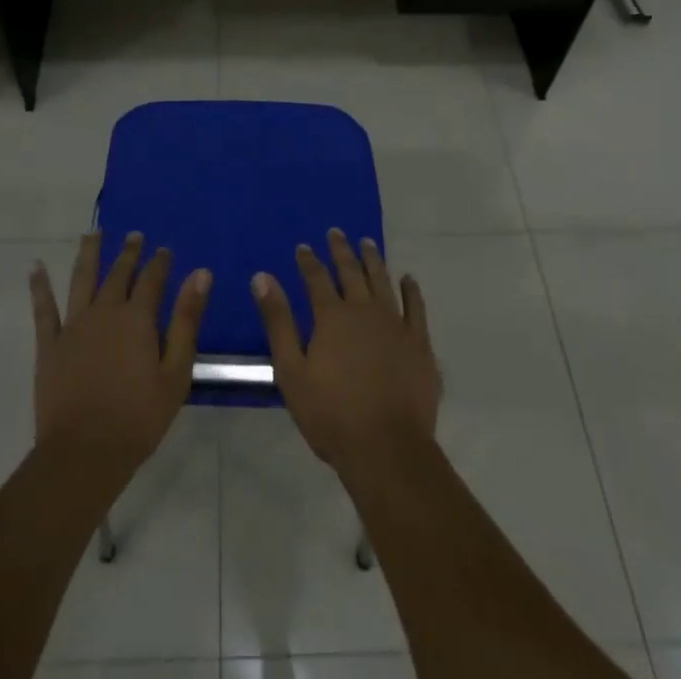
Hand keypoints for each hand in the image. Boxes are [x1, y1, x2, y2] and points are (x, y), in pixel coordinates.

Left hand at [29, 231, 211, 479]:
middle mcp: (105, 311)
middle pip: (118, 274)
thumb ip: (187, 320)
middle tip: (134, 235)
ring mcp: (73, 326)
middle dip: (128, 253)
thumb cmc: (138, 418)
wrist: (84, 453)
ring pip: (81, 279)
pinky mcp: (49, 344)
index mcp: (137, 318)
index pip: (152, 279)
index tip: (164, 249)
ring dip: (88, 254)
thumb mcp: (176, 372)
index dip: (159, 262)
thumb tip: (201, 274)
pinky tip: (35, 266)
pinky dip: (39, 286)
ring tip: (92, 233)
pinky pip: (43, 309)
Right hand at [252, 228, 439, 469]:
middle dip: (341, 250)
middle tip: (336, 232)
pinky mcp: (418, 342)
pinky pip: (415, 306)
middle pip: (351, 271)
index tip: (303, 246)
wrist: (387, 449)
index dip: (308, 261)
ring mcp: (395, 324)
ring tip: (367, 243)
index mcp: (332, 316)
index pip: (316, 278)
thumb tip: (262, 277)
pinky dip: (410, 290)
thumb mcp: (292, 371)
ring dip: (373, 260)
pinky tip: (408, 279)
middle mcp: (364, 310)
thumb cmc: (331, 415)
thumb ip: (278, 321)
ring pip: (382, 281)